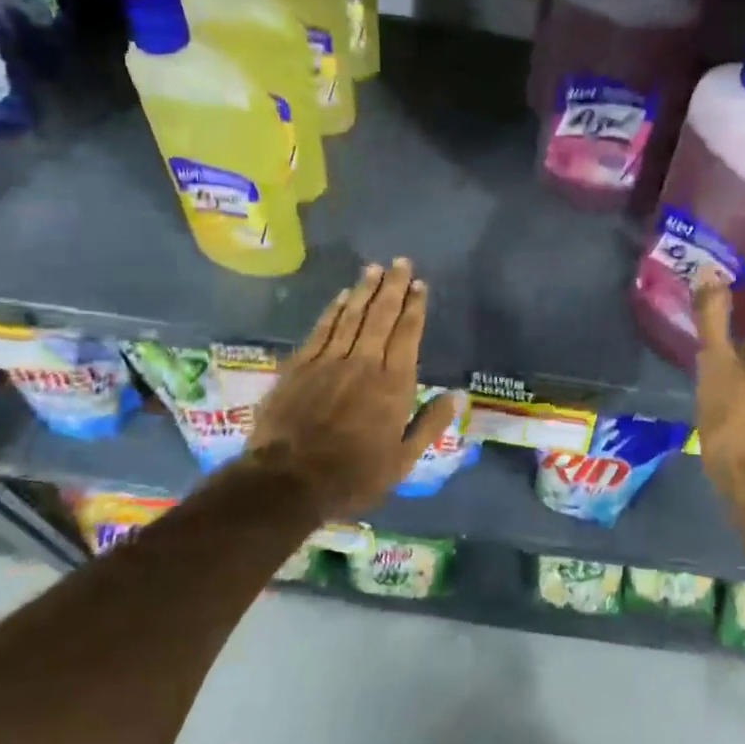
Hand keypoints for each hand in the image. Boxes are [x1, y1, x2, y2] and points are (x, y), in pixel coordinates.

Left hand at [245, 259, 459, 523]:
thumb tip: (457, 395)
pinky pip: (322, 329)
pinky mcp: (300, 366)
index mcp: (393, 385)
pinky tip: (342, 297)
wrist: (287, 481)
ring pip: (351, 316)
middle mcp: (363, 363)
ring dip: (365, 290)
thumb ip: (430, 424)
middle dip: (393, 287)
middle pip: (381, 316)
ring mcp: (329, 361)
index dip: (415, 307)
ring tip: (375, 269)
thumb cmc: (352, 476)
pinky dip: (333, 310)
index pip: (408, 335)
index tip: (420, 285)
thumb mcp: (402, 460)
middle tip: (401, 262)